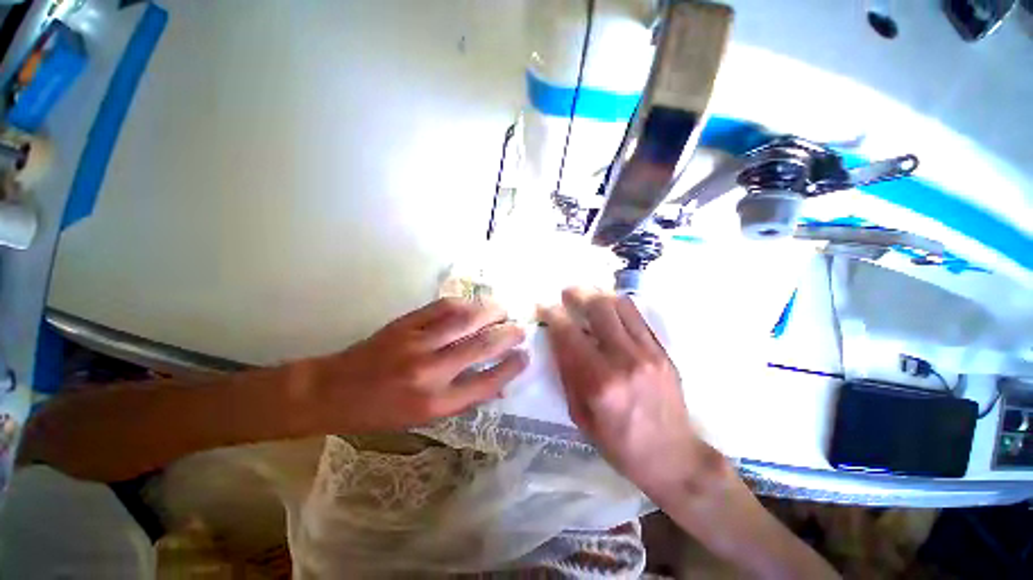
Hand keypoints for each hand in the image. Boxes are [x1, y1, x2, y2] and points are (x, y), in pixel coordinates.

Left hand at [299, 297, 528, 432]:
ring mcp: (416, 343)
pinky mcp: (405, 324)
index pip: (486, 382)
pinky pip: (442, 308)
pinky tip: (474, 304)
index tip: (525, 356)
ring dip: (490, 312)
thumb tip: (497, 386)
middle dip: (507, 335)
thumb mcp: (424, 417)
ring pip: (465, 320)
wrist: (333, 391)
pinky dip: (464, 303)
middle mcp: (430, 372)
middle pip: (480, 346)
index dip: (511, 367)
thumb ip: (462, 397)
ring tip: (504, 311)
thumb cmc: (381, 412)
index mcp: (435, 403)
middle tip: (521, 329)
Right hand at [541, 288, 726, 497]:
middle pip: (599, 308)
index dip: (553, 314)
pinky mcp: (662, 351)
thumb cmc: (618, 443)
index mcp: (598, 382)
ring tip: (587, 295)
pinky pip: (638, 316)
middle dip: (577, 294)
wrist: (671, 456)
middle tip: (566, 292)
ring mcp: (648, 353)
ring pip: (621, 305)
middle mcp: (624, 360)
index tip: (544, 306)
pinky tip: (609, 307)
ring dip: (599, 294)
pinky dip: (619, 305)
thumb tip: (557, 338)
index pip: (569, 334)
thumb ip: (567, 372)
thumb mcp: (579, 414)